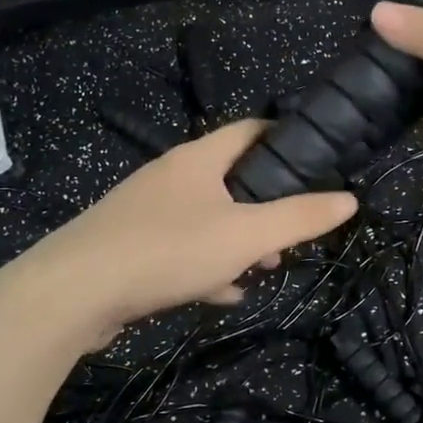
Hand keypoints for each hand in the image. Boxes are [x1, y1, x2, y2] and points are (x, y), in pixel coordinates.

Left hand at [20, 120, 357, 345]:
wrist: (73, 293)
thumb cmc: (168, 250)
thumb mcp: (246, 235)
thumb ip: (299, 218)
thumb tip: (349, 199)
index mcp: (198, 159)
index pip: (249, 130)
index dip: (284, 138)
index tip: (315, 161)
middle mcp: (170, 176)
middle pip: (230, 178)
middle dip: (265, 205)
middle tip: (291, 233)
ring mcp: (145, 212)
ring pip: (206, 217)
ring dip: (237, 239)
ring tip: (263, 267)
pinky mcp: (129, 246)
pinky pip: (180, 248)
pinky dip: (206, 264)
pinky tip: (222, 293)